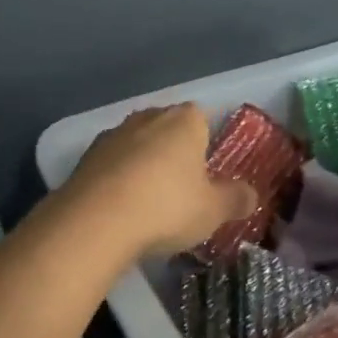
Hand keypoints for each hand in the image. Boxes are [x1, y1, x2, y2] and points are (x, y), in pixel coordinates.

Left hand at [58, 105, 259, 257]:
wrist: (96, 220)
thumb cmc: (167, 207)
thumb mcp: (213, 210)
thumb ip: (235, 199)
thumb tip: (251, 194)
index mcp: (183, 120)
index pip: (202, 117)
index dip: (206, 140)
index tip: (209, 169)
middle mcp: (147, 117)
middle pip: (167, 128)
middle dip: (174, 151)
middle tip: (183, 187)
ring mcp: (113, 134)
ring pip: (137, 144)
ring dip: (144, 164)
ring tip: (151, 200)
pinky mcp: (86, 156)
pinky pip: (112, 163)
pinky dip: (119, 178)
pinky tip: (122, 207)